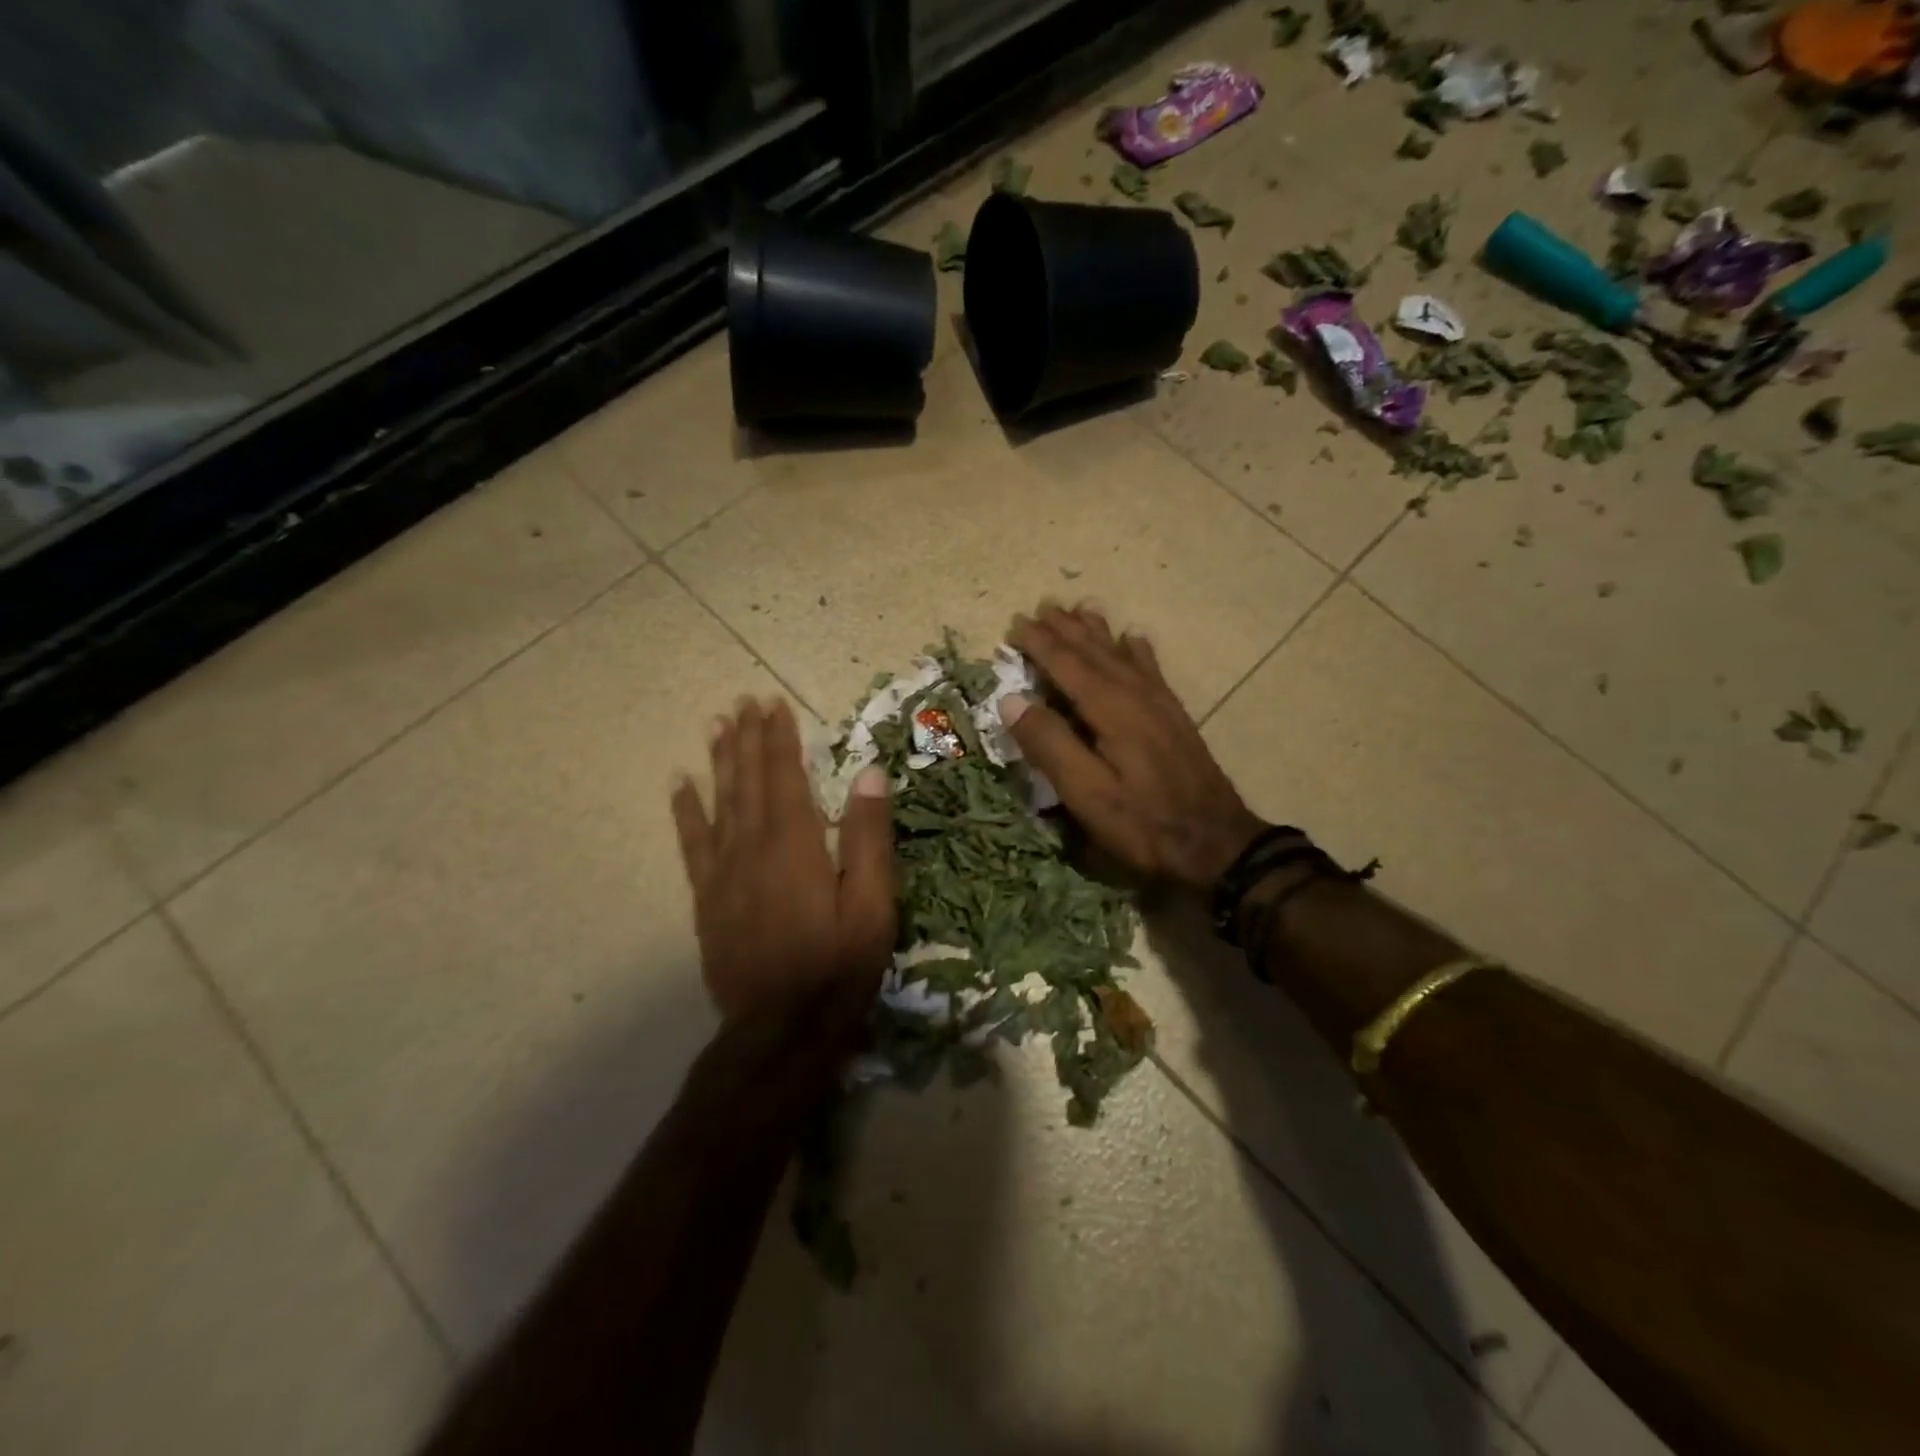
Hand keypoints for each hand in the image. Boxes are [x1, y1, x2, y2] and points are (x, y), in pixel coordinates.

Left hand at [671, 698, 895, 1022]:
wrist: (780, 1030)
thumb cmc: (838, 967)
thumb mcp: (873, 905)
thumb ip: (867, 837)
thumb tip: (868, 773)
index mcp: (796, 844)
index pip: (786, 776)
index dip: (780, 738)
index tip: (773, 704)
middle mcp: (753, 847)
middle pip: (749, 781)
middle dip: (748, 738)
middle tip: (743, 702)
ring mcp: (724, 873)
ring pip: (720, 802)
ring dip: (719, 761)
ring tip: (716, 726)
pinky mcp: (708, 899)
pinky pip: (692, 844)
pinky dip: (686, 811)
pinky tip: (680, 785)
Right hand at [1006, 604, 1264, 889]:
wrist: (1217, 843)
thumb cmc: (1143, 823)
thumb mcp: (1086, 794)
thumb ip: (1050, 744)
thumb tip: (1012, 699)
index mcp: (1110, 710)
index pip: (1067, 665)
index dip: (1040, 643)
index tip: (1016, 623)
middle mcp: (1136, 695)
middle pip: (1095, 652)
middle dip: (1066, 629)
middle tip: (1041, 607)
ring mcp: (1160, 704)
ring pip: (1122, 655)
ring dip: (1097, 632)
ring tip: (1081, 609)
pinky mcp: (1174, 718)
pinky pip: (1151, 670)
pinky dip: (1137, 651)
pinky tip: (1134, 640)